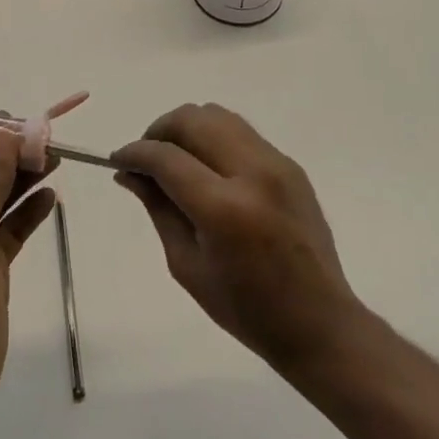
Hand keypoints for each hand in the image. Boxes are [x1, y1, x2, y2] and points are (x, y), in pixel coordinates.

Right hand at [112, 103, 360, 374]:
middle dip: (159, 130)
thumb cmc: (246, 309)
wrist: (320, 323)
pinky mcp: (290, 165)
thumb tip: (129, 172)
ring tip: (174, 157)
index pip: (167, 157)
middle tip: (145, 158)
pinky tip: (207, 167)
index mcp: (224, 209)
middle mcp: (253, 173)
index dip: (134, 152)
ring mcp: (277, 164)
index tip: (117, 160)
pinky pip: (241, 132)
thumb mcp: (187, 265)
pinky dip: (213, 138)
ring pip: (218, 116)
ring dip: (187, 128)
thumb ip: (158, 208)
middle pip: (193, 119)